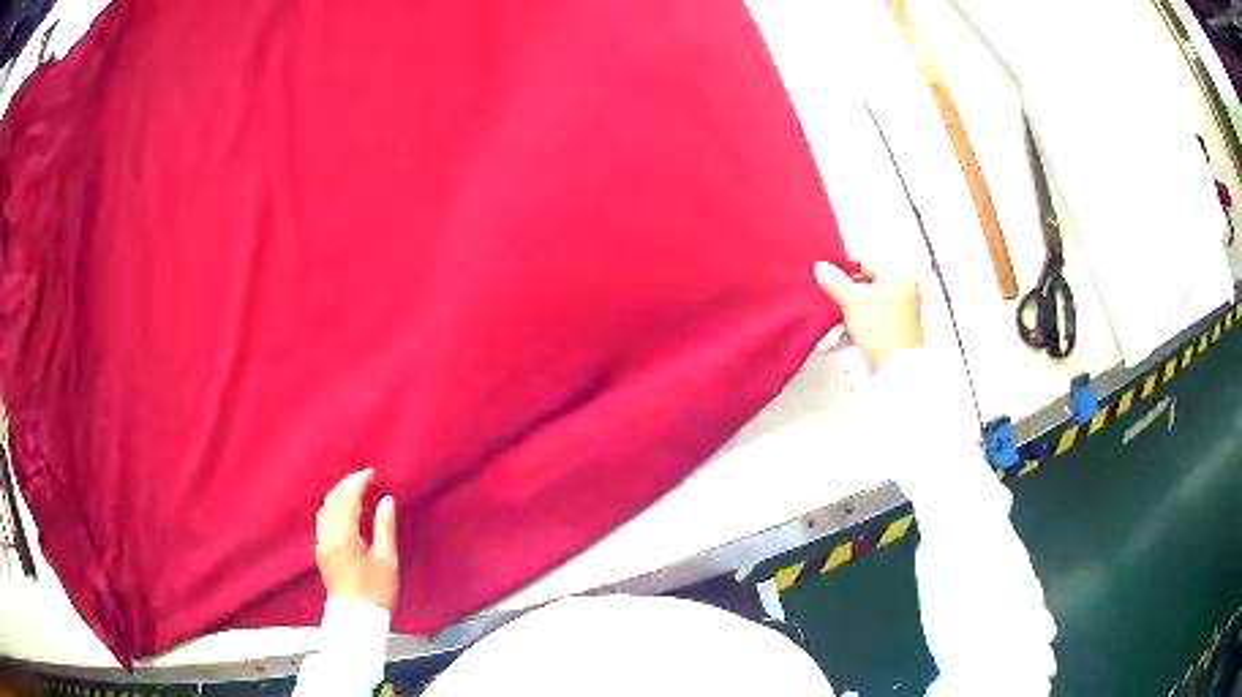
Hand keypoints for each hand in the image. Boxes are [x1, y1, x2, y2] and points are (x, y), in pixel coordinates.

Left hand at [315, 469, 399, 611]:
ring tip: (355, 491)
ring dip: (338, 495)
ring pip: (325, 509)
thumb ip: (385, 527)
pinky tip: (345, 512)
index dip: (359, 482)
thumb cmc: (376, 591)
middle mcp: (327, 535)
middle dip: (347, 484)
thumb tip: (386, 501)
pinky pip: (324, 520)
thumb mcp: (386, 559)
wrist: (357, 618)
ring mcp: (321, 544)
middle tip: (364, 478)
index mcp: (344, 535)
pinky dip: (334, 508)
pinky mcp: (321, 552)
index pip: (347, 498)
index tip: (372, 474)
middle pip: (332, 499)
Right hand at [815, 259, 922, 372]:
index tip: (824, 269)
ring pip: (864, 300)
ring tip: (834, 317)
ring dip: (847, 308)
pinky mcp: (892, 328)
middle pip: (864, 281)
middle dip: (844, 290)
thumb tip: (822, 269)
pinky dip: (854, 323)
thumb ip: (835, 282)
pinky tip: (843, 334)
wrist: (894, 371)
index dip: (842, 264)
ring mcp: (898, 310)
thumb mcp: (854, 302)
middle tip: (827, 292)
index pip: (864, 259)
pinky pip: (868, 318)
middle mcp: (902, 289)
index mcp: (898, 276)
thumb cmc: (885, 336)